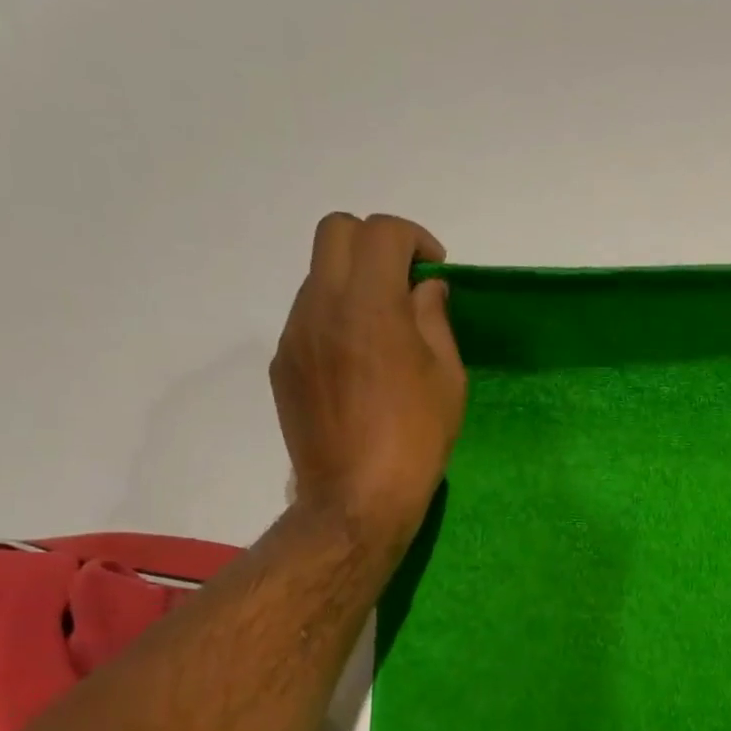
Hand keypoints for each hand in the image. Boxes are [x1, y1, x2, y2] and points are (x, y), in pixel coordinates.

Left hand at [273, 213, 466, 555]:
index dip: (414, 238)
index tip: (433, 270)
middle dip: (375, 242)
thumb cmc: (416, 438)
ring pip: (318, 275)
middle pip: (335, 231)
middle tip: (403, 281)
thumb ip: (435, 319)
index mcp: (369, 305)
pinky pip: (308, 316)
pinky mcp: (283, 364)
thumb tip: (425, 289)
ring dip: (353, 282)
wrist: (357, 499)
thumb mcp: (448, 377)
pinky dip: (335, 317)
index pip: (381, 231)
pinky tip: (358, 362)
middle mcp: (321, 306)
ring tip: (382, 328)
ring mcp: (294, 335)